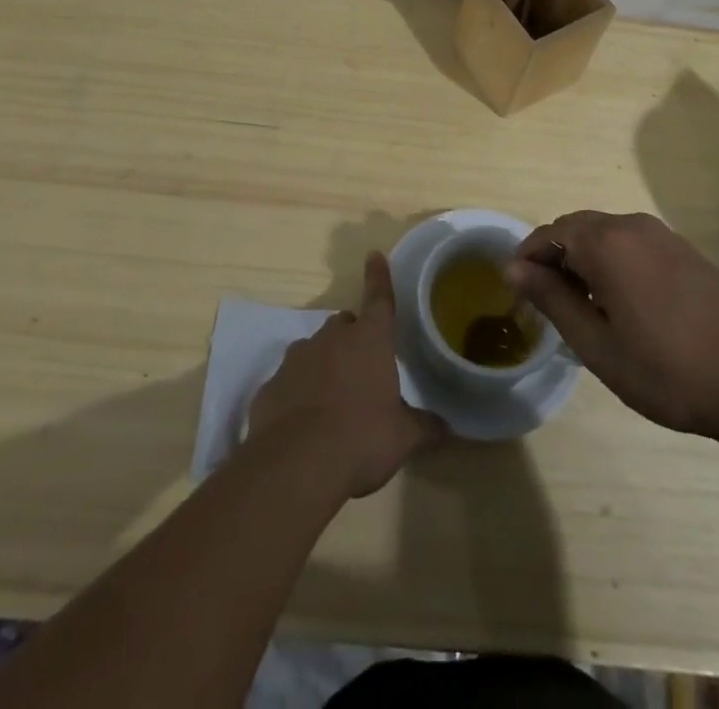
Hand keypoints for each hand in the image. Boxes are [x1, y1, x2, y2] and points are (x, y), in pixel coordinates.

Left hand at [247, 252, 446, 496]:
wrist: (296, 464)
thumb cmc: (361, 438)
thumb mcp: (403, 438)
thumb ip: (425, 427)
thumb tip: (448, 429)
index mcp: (369, 340)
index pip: (379, 299)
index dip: (379, 277)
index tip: (374, 255)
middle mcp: (331, 339)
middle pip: (344, 324)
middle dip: (353, 338)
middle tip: (363, 366)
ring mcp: (296, 359)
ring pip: (314, 349)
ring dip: (324, 364)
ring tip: (333, 398)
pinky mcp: (270, 385)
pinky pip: (289, 381)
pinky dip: (297, 393)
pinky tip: (302, 423)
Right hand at [507, 210, 718, 445]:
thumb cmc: (668, 370)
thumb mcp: (597, 345)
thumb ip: (552, 299)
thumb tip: (514, 268)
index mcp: (605, 243)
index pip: (549, 233)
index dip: (528, 258)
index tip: (519, 291)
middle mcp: (630, 225)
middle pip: (576, 227)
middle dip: (555, 257)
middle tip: (549, 302)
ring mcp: (661, 234)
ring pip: (604, 233)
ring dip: (584, 258)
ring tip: (584, 306)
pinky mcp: (683, 249)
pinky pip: (631, 241)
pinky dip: (613, 260)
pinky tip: (622, 301)